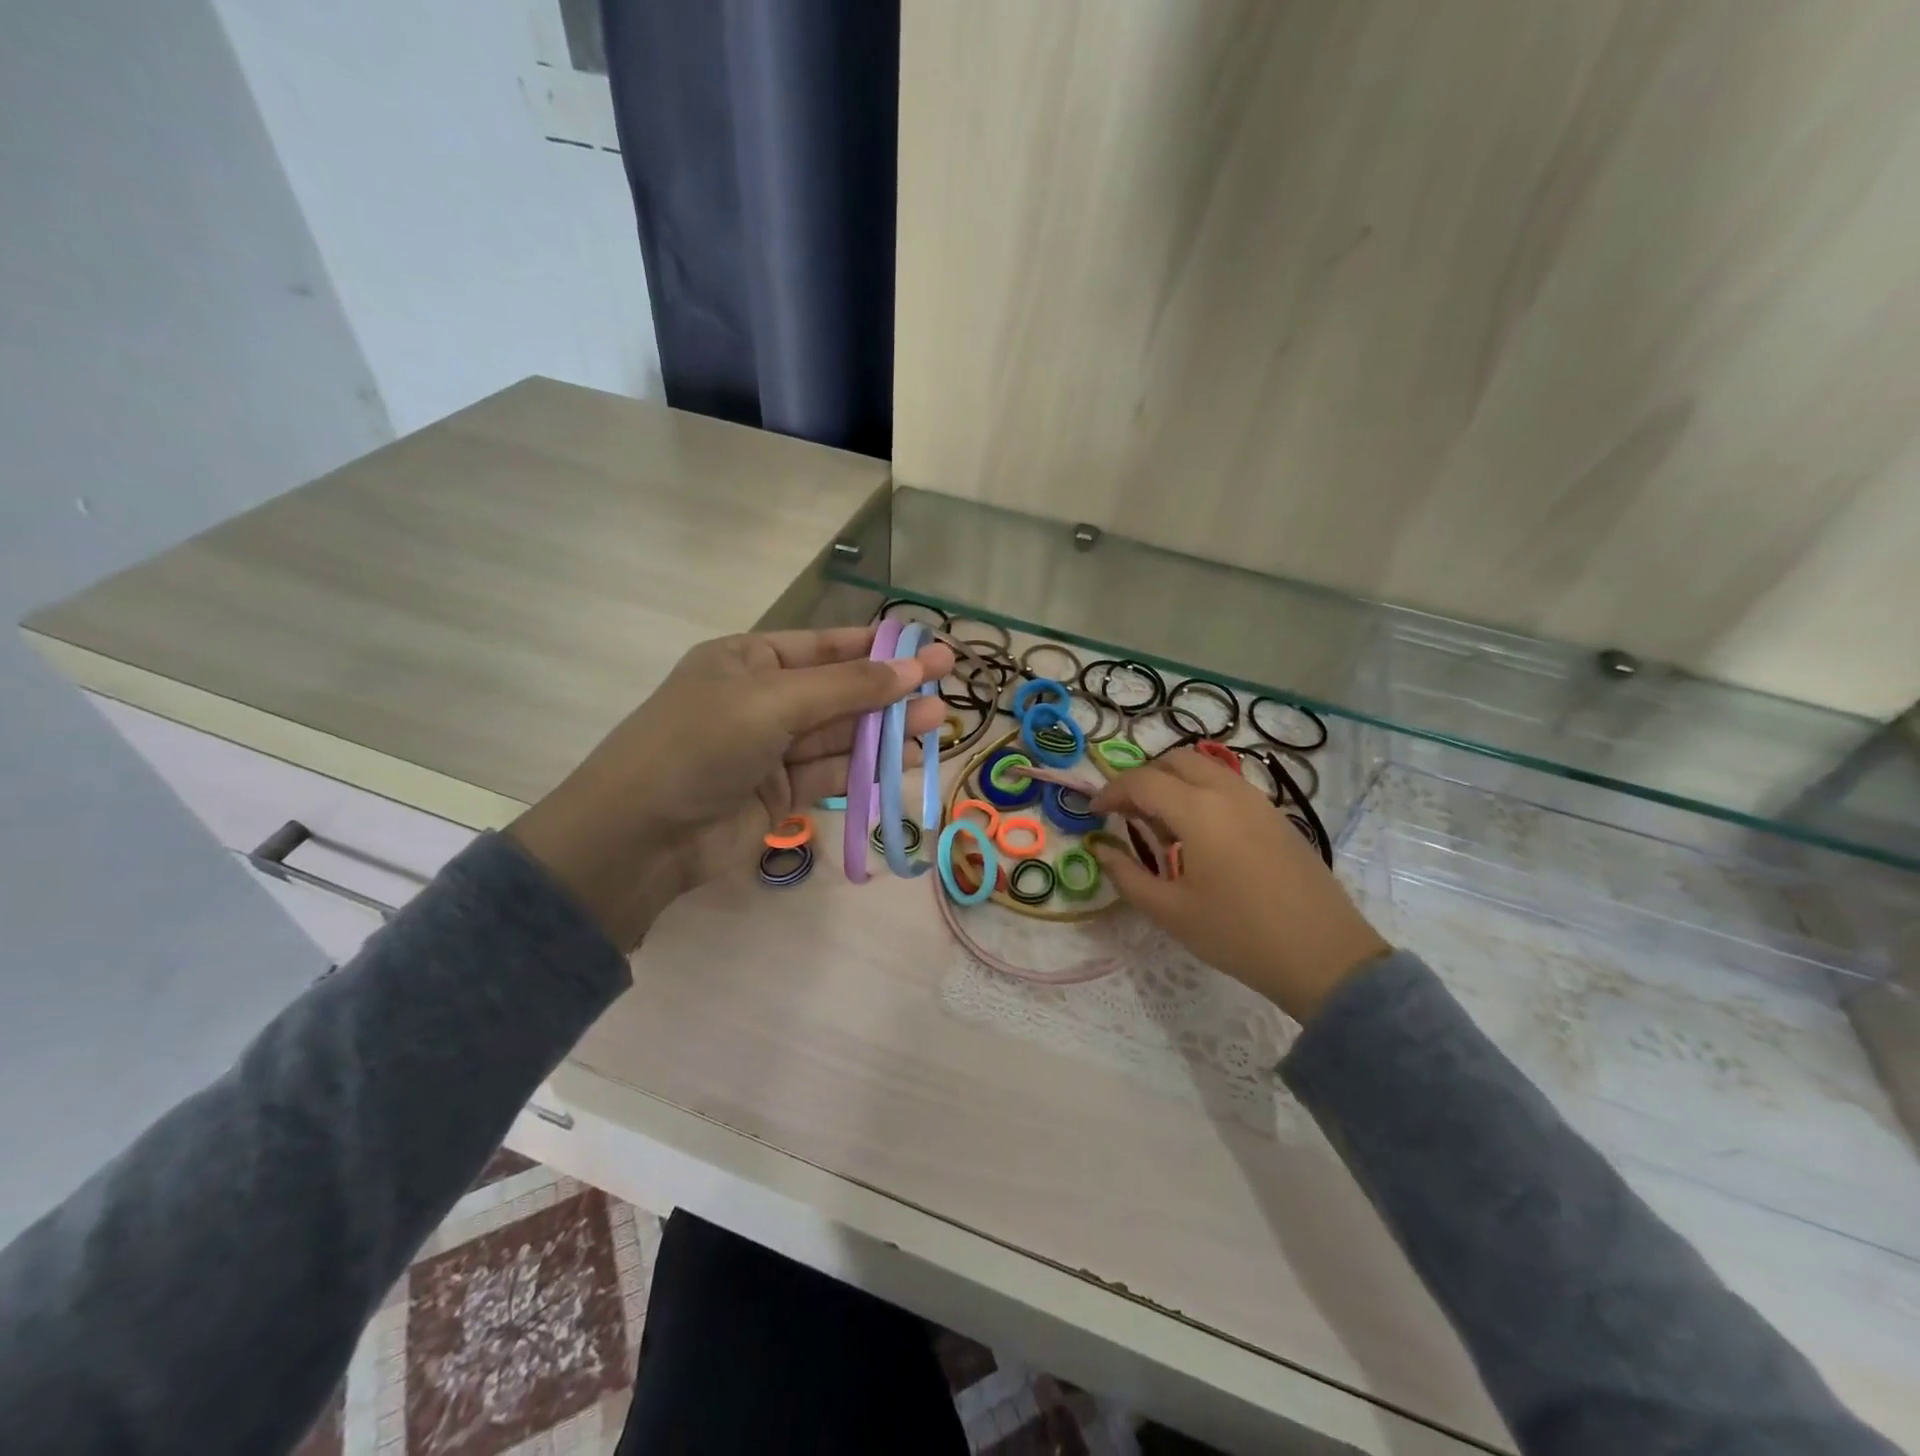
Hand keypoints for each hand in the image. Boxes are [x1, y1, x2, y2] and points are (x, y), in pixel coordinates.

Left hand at [510, 626, 953, 948]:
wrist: (640, 837)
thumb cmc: (700, 744)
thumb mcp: (773, 702)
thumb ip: (847, 688)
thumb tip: (913, 668)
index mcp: (747, 661)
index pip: (823, 646)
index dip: (876, 646)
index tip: (927, 646)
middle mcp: (762, 701)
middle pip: (838, 690)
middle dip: (890, 688)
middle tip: (948, 682)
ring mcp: (771, 750)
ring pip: (840, 734)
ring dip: (887, 729)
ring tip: (939, 722)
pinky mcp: (780, 794)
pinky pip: (832, 772)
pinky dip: (868, 767)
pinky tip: (908, 759)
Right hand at [1089, 749, 1390, 1021]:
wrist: (1325, 957)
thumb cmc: (1238, 935)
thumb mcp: (1171, 912)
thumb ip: (1128, 876)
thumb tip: (1102, 850)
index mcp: (1199, 811)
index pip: (1142, 782)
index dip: (1111, 792)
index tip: (1092, 811)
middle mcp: (1228, 792)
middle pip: (1175, 761)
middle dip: (1143, 778)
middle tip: (1125, 812)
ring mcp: (1258, 801)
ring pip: (1205, 769)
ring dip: (1174, 782)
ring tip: (1160, 824)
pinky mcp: (1277, 816)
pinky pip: (1228, 786)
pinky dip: (1201, 792)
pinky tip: (1199, 835)